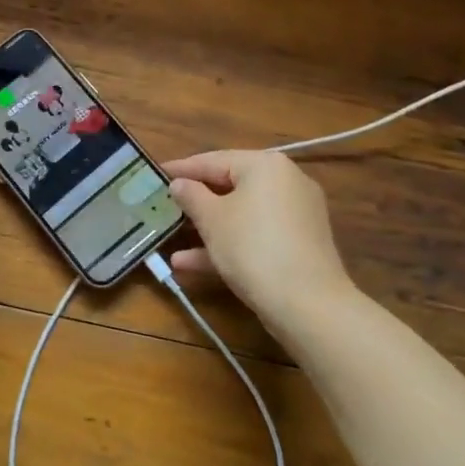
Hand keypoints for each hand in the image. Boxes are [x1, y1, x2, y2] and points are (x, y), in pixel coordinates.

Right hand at [164, 150, 356, 330]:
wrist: (309, 305)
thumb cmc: (253, 247)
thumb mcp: (212, 219)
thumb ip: (191, 196)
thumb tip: (179, 184)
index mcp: (265, 165)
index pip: (214, 160)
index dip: (182, 169)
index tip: (155, 173)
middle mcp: (286, 182)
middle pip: (230, 187)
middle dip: (195, 202)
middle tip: (165, 205)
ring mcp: (296, 215)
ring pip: (241, 215)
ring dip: (207, 229)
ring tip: (171, 241)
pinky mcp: (299, 245)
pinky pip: (256, 235)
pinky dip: (229, 244)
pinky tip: (192, 264)